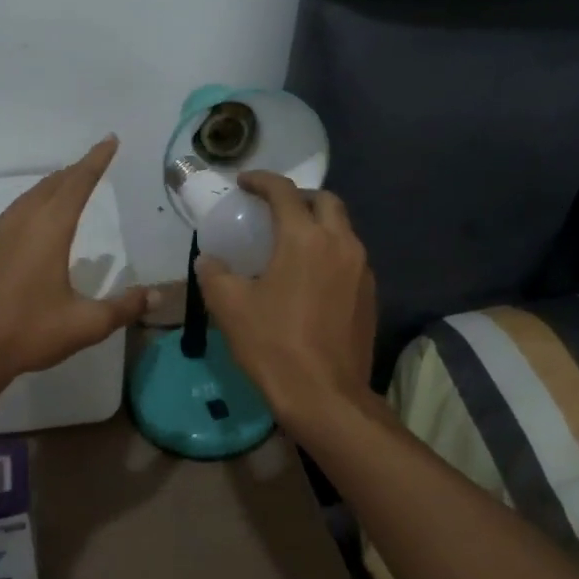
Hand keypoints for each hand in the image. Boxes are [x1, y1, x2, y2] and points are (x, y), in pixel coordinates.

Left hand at [0, 136, 152, 393]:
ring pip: (27, 199)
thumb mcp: (85, 325)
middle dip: (75, 171)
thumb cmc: (28, 333)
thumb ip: (124, 308)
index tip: (110, 140)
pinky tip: (30, 225)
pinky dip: (29, 207)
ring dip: (50, 188)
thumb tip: (158, 295)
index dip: (96, 160)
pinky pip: (10, 216)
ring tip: (65, 187)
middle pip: (51, 185)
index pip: (78, 183)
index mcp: (49, 230)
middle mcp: (20, 222)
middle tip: (93, 163)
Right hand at [195, 172, 376, 427]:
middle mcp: (340, 244)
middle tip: (274, 210)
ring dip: (318, 224)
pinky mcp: (370, 295)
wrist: (325, 396)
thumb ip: (215, 274)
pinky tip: (311, 277)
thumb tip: (209, 261)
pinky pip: (350, 257)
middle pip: (326, 201)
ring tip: (292, 242)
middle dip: (299, 197)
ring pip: (343, 229)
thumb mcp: (230, 307)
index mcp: (304, 238)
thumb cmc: (273, 345)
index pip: (284, 192)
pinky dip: (330, 252)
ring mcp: (361, 270)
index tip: (244, 183)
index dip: (261, 181)